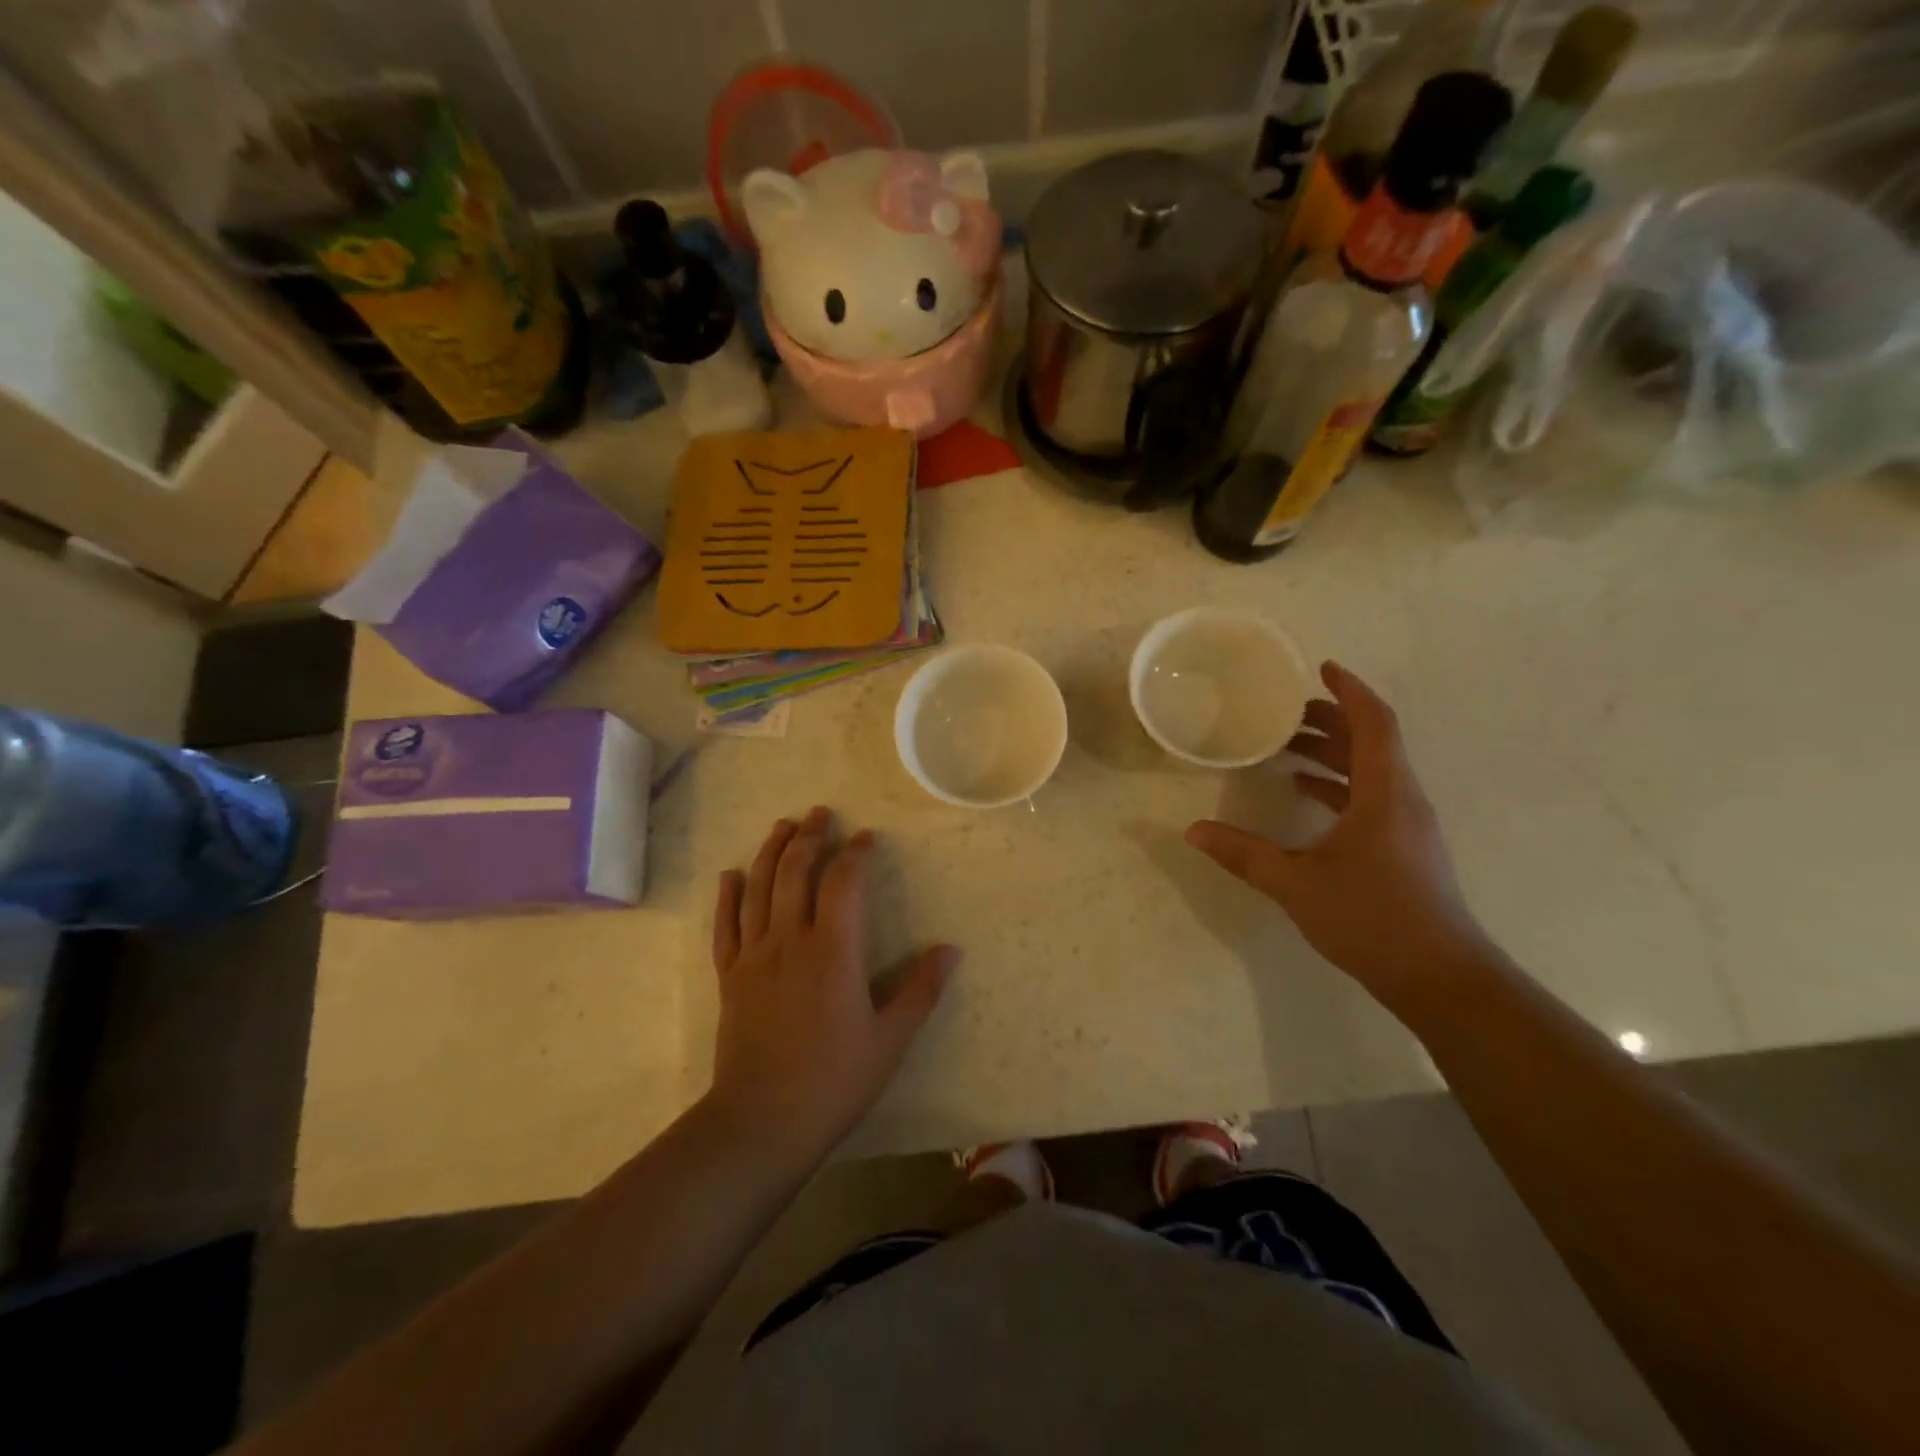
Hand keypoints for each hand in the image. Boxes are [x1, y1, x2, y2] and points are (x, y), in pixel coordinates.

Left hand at [708, 807, 957, 1160]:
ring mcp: (754, 957)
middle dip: (809, 837)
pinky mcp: (730, 978)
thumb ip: (921, 990)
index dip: (855, 854)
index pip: (843, 883)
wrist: (762, 1122)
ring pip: (759, 889)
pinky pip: (725, 926)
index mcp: (833, 951)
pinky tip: (732, 875)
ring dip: (770, 853)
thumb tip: (951, 949)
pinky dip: (728, 897)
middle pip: (795, 873)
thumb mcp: (891, 1039)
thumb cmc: (834, 1080)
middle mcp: (790, 941)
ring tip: (782, 826)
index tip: (865, 837)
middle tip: (819, 813)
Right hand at [1186, 662, 1494, 1000]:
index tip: (1321, 668)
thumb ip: (1243, 854)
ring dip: (1332, 752)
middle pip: (1371, 741)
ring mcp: (1408, 824)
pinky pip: (1372, 796)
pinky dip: (1339, 784)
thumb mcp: (1295, 883)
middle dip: (1330, 719)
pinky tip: (1305, 793)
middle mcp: (1402, 799)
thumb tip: (1193, 830)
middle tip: (1284, 711)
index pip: (1374, 722)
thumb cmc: (1371, 918)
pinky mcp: (1405, 847)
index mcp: (1384, 793)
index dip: (1349, 690)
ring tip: (1285, 748)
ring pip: (1371, 769)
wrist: (1440, 977)